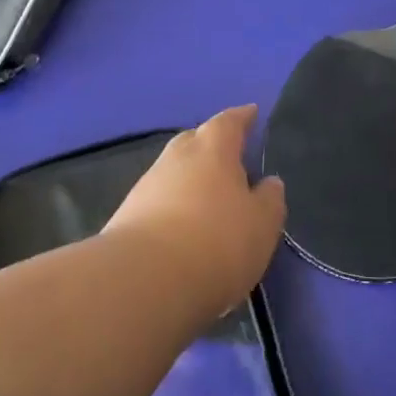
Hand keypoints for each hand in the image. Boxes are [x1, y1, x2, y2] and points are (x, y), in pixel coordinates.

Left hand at [105, 104, 286, 318]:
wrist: (143, 282)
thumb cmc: (217, 242)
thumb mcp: (262, 224)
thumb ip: (269, 199)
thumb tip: (269, 182)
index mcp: (213, 150)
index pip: (229, 122)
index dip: (242, 117)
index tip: (252, 113)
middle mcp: (176, 158)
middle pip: (194, 141)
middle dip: (211, 144)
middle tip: (230, 157)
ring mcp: (146, 187)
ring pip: (173, 172)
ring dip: (190, 179)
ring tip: (208, 198)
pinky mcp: (125, 218)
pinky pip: (158, 201)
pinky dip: (173, 206)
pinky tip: (183, 226)